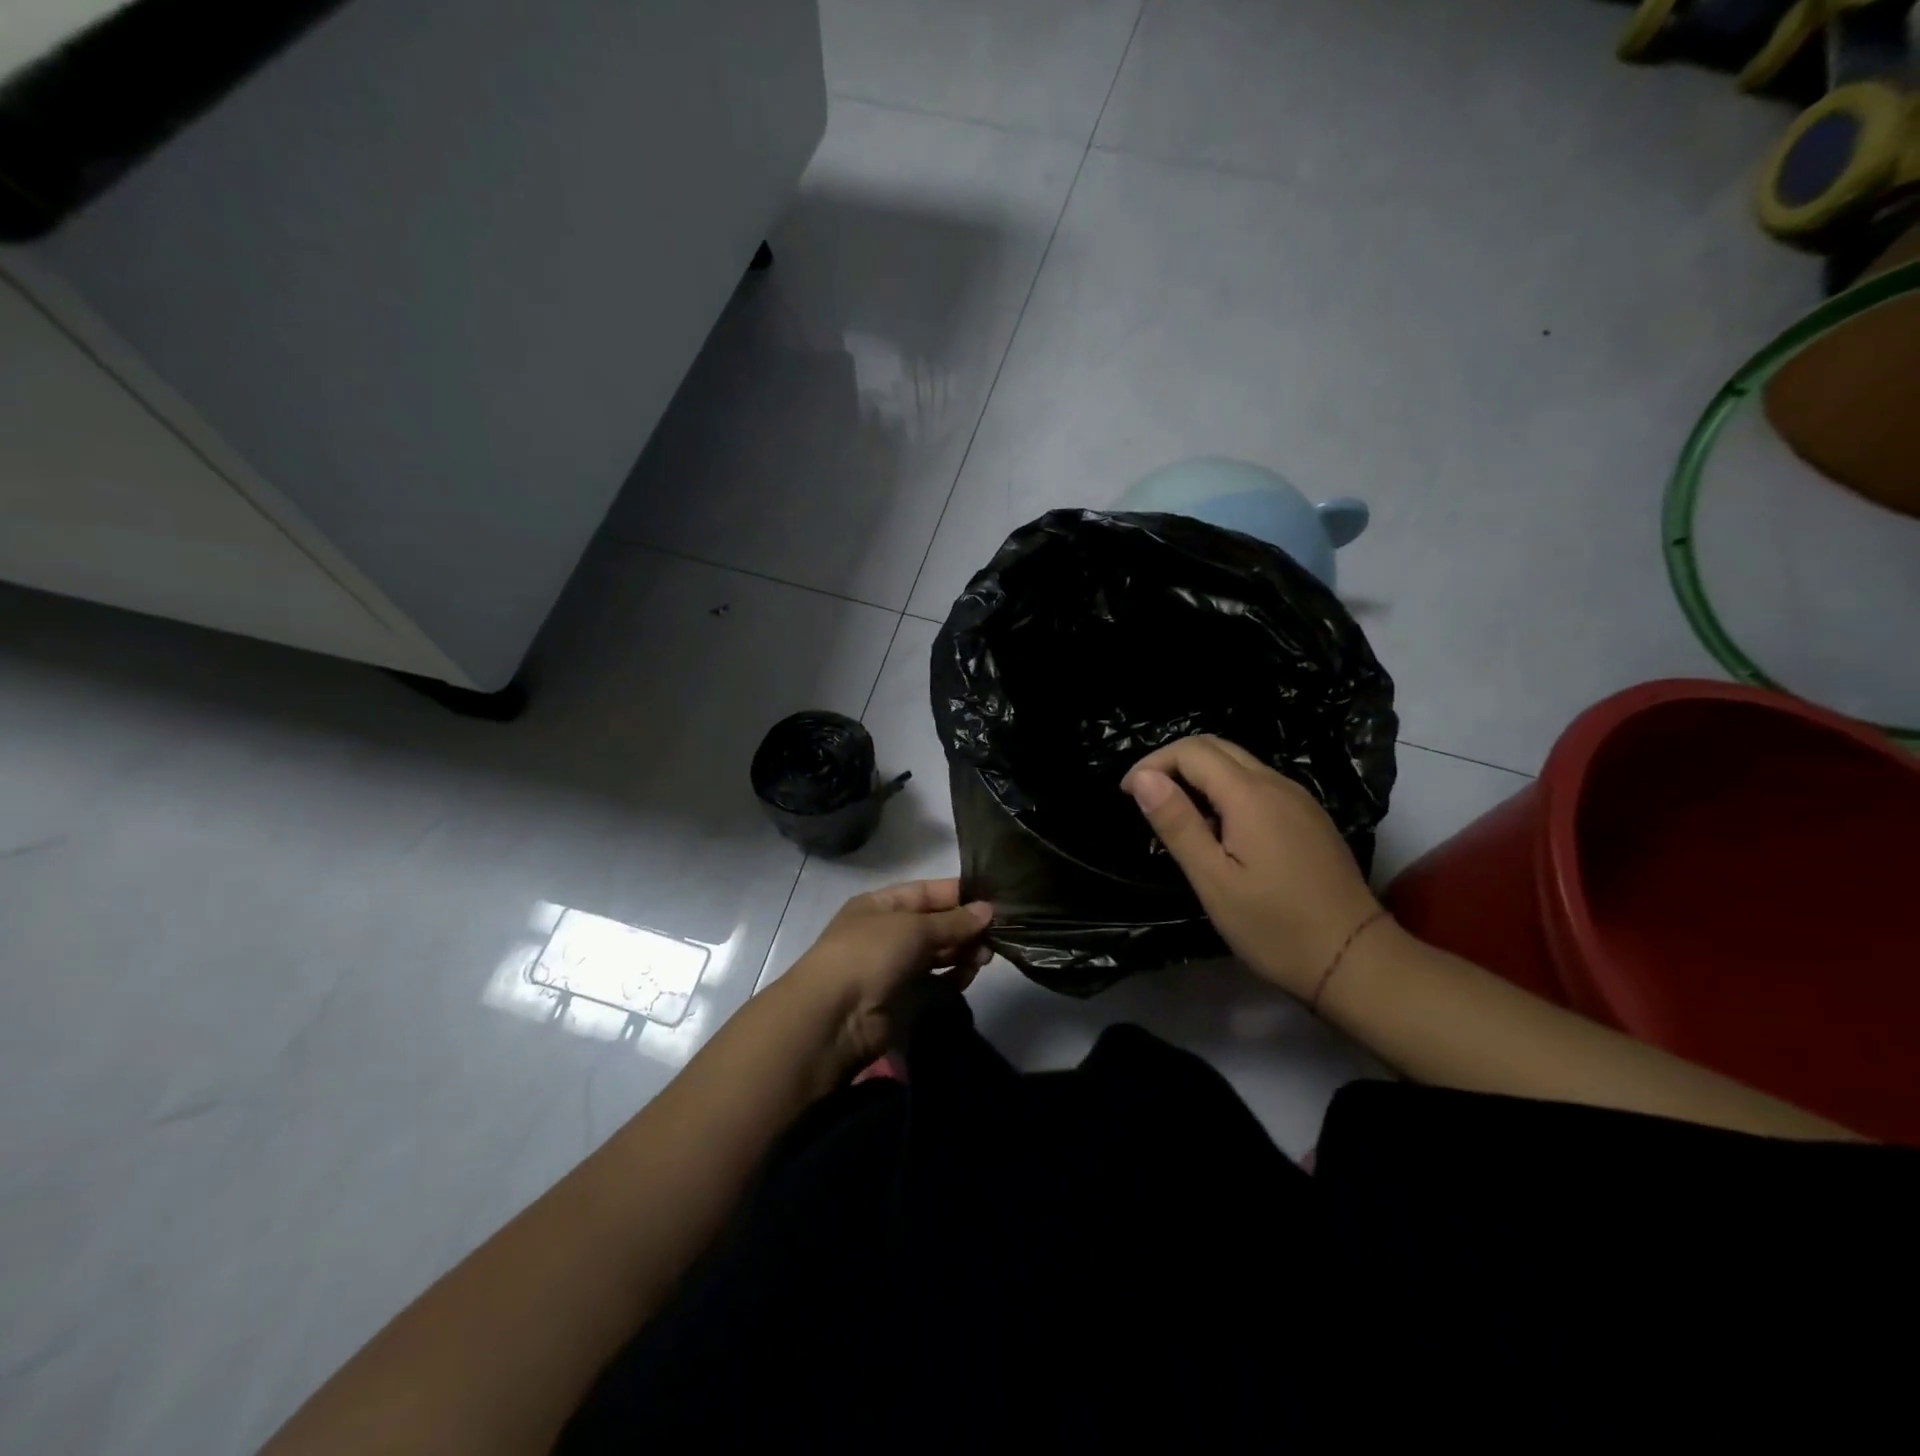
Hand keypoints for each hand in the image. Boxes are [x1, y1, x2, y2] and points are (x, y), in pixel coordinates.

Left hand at [782, 878, 993, 1073]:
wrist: (834, 1017)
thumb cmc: (870, 954)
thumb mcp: (913, 927)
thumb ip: (953, 921)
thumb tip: (988, 910)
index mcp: (881, 905)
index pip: (926, 892)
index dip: (958, 894)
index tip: (993, 900)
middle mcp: (888, 932)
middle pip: (935, 924)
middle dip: (965, 927)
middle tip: (996, 935)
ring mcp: (895, 966)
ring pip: (938, 953)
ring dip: (962, 952)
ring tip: (984, 958)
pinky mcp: (903, 998)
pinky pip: (935, 981)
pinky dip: (953, 978)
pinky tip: (968, 976)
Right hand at [1121, 735, 1381, 1000]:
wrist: (1355, 960)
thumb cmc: (1274, 926)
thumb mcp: (1213, 880)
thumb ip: (1177, 823)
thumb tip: (1143, 777)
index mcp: (1250, 795)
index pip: (1191, 751)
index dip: (1152, 763)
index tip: (1126, 795)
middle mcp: (1277, 784)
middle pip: (1216, 747)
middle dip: (1173, 762)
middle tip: (1145, 798)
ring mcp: (1299, 799)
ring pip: (1239, 764)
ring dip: (1199, 775)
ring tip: (1175, 815)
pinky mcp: (1309, 818)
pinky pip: (1258, 785)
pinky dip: (1226, 790)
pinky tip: (1218, 829)